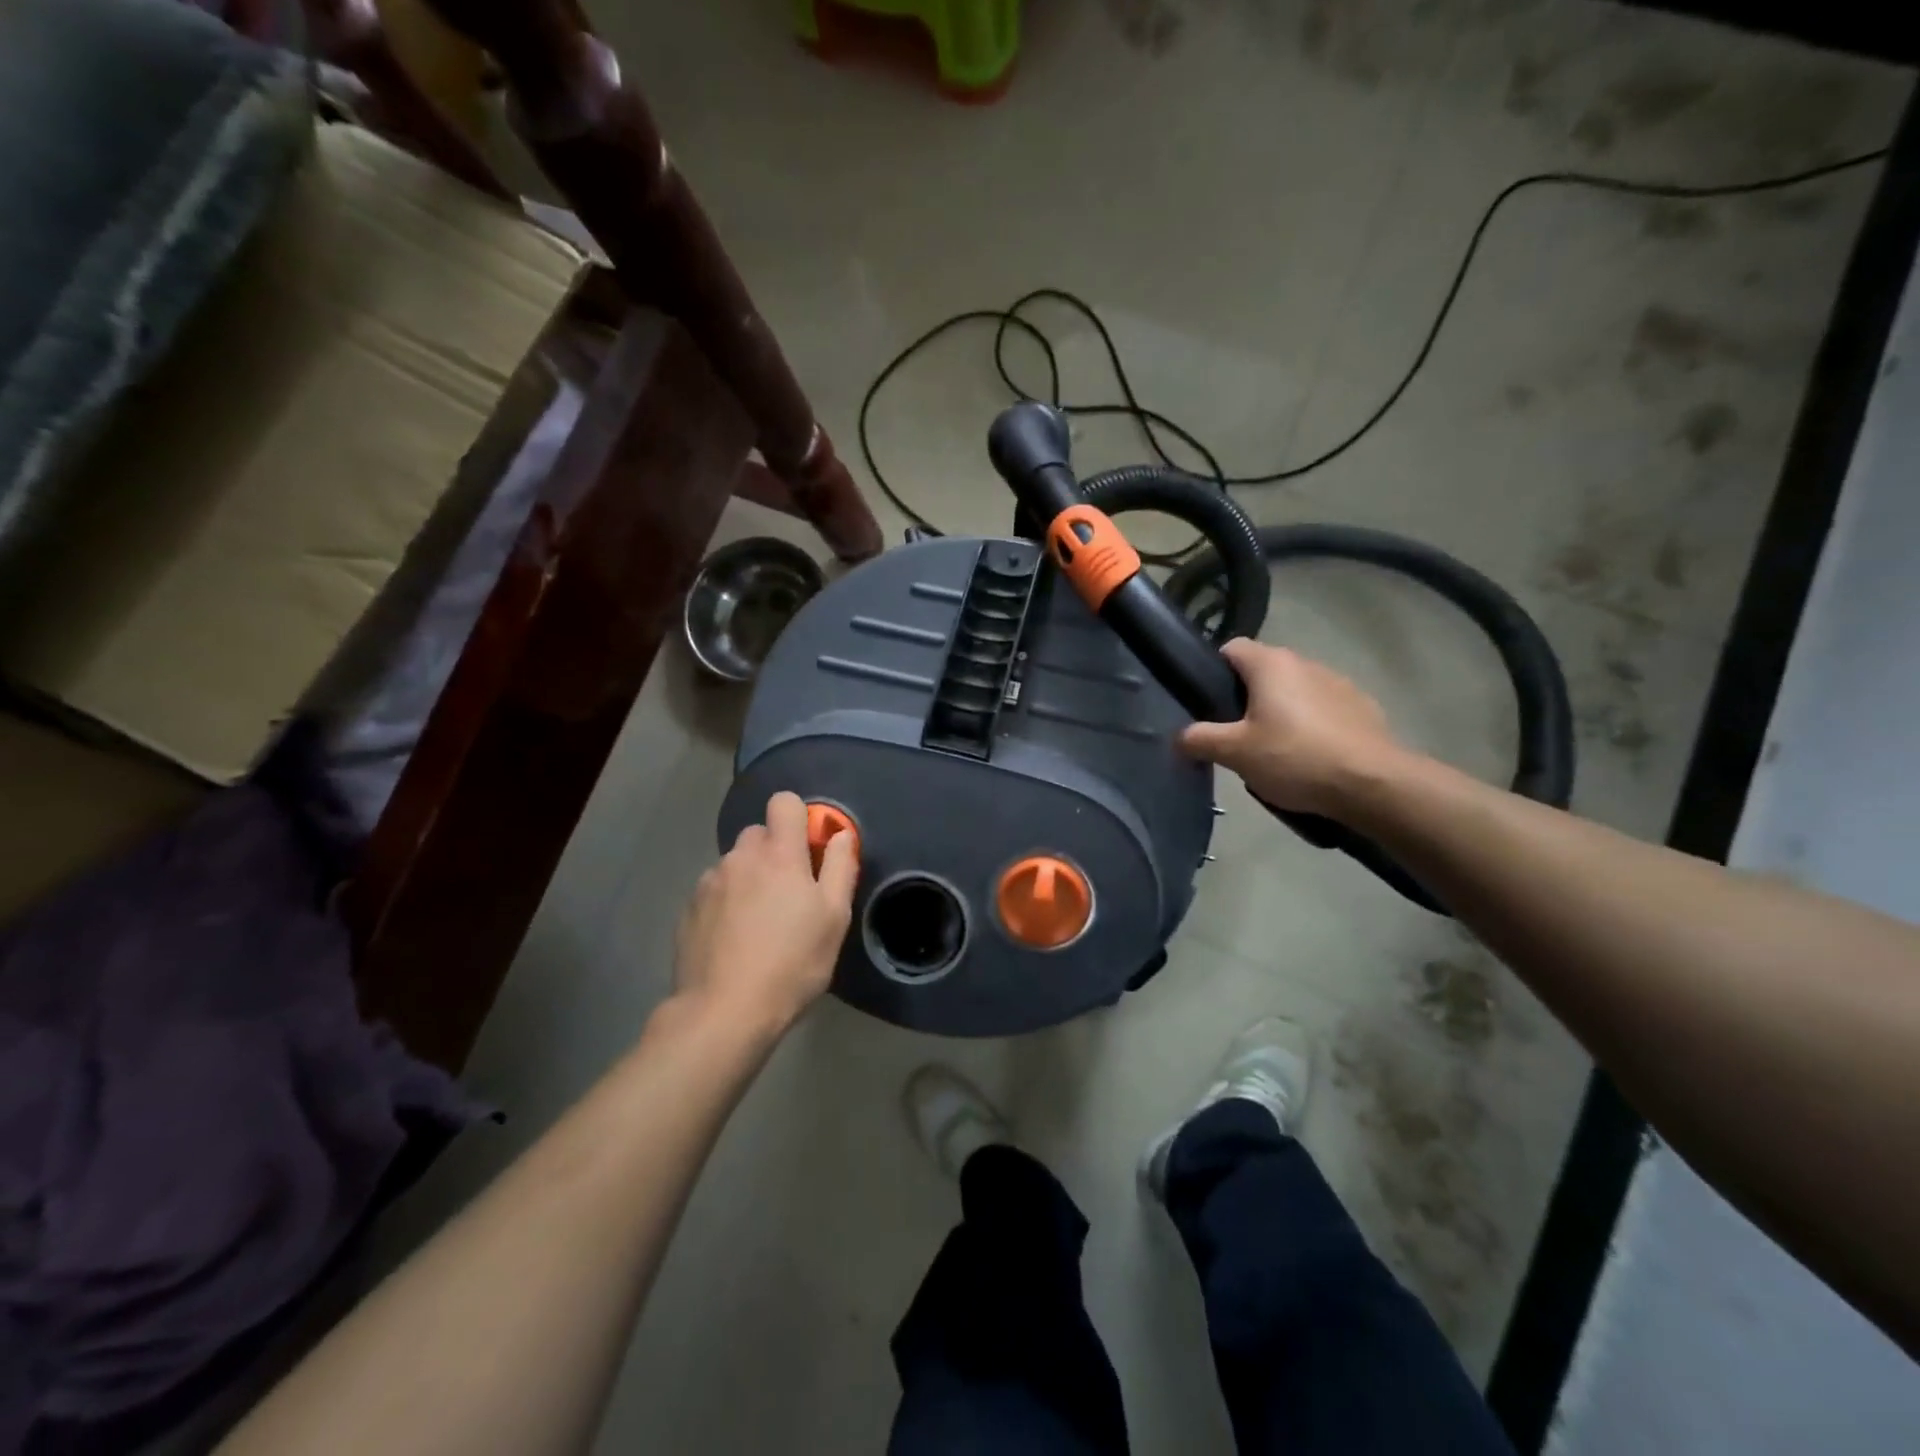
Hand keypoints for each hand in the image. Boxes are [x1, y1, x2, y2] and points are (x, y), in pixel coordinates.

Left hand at [671, 791, 858, 1036]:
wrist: (724, 1011)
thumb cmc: (792, 962)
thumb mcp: (833, 917)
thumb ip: (840, 866)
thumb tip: (840, 834)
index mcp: (779, 854)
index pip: (784, 802)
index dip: (800, 818)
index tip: (810, 851)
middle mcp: (740, 857)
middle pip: (760, 834)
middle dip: (776, 853)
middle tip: (790, 895)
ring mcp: (709, 882)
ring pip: (736, 864)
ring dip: (750, 879)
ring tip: (759, 924)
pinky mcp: (688, 909)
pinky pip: (715, 890)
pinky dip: (727, 903)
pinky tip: (734, 940)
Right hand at [1178, 640, 1407, 816]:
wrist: (1373, 784)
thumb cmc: (1295, 758)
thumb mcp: (1235, 753)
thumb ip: (1200, 739)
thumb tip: (1178, 737)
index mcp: (1271, 664)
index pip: (1231, 648)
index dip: (1213, 671)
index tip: (1208, 703)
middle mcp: (1305, 662)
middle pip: (1263, 671)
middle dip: (1246, 697)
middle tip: (1235, 734)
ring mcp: (1338, 682)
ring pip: (1294, 689)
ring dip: (1281, 710)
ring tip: (1274, 749)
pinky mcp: (1362, 706)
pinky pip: (1323, 708)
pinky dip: (1311, 724)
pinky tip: (1310, 755)